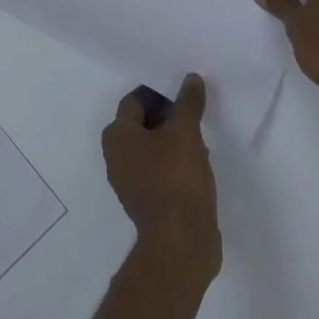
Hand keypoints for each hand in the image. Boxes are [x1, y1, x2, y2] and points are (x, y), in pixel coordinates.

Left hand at [102, 75, 220, 284]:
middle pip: (143, 122)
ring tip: (201, 137)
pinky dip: (176, 160)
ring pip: (153, 146)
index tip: (184, 90)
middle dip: (169, 114)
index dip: (159, 90)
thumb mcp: (185, 132)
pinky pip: (160, 168)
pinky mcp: (148, 200)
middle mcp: (117, 156)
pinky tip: (200, 162)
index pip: (135, 99)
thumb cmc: (176, 177)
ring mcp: (131, 181)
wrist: (180, 240)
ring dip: (174, 138)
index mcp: (117, 136)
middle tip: (195, 111)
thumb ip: (188, 102)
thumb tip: (191, 78)